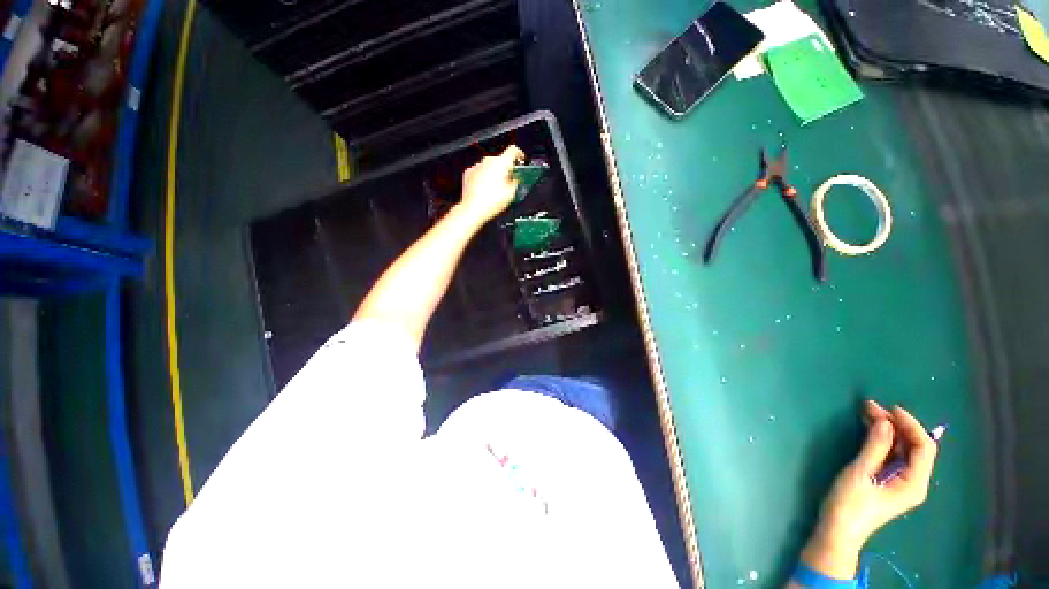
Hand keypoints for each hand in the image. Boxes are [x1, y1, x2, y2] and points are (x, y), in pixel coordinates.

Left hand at [458, 145, 524, 223]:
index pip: (513, 150)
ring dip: (493, 175)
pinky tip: (485, 190)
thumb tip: (515, 179)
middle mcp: (488, 161)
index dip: (519, 154)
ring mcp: (477, 166)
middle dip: (505, 169)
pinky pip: (479, 172)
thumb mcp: (511, 193)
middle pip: (500, 160)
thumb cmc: (491, 203)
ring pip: (489, 167)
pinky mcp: (468, 173)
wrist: (473, 210)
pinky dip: (483, 179)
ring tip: (495, 190)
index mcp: (501, 163)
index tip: (521, 159)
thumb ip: (515, 182)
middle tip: (508, 182)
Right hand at [801, 401, 938, 579]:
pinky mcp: (889, 480)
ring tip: (868, 413)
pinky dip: (883, 440)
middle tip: (871, 407)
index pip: (923, 447)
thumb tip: (885, 421)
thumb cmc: (851, 503)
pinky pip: (893, 455)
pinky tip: (871, 429)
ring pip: (903, 449)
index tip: (889, 409)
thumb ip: (875, 447)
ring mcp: (902, 481)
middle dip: (897, 424)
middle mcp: (914, 480)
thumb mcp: (861, 472)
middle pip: (914, 446)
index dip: (910, 425)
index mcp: (914, 482)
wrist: (839, 529)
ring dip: (889, 430)